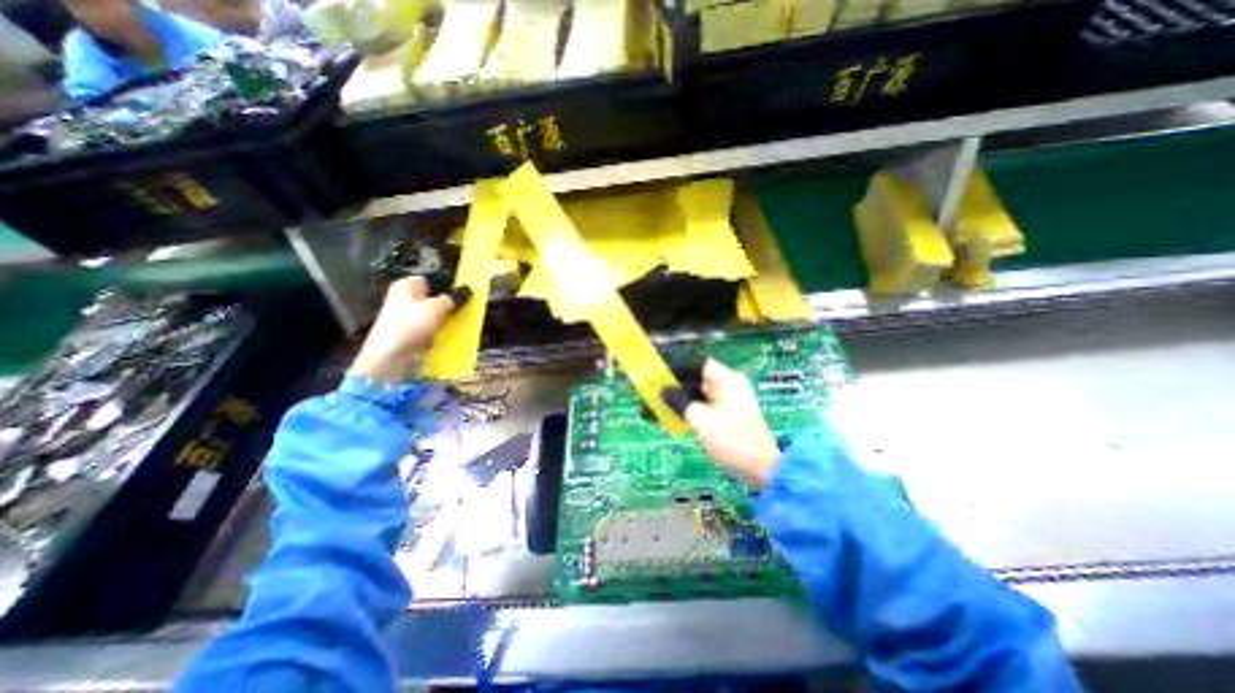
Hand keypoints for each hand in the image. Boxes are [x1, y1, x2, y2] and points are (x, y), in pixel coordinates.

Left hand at [349, 275, 471, 383]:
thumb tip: (467, 290)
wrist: (389, 356)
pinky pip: (429, 328)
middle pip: (433, 297)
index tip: (467, 291)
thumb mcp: (438, 307)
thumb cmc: (411, 324)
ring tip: (462, 321)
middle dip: (449, 302)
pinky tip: (449, 335)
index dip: (449, 283)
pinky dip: (439, 331)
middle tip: (467, 306)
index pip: (433, 278)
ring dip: (446, 318)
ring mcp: (405, 316)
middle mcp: (404, 297)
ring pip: (433, 313)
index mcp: (407, 285)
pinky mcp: (408, 333)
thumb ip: (454, 298)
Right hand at [660, 359, 774, 485]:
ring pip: (697, 394)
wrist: (760, 469)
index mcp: (727, 379)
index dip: (676, 365)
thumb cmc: (731, 438)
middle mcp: (728, 386)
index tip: (657, 371)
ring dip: (679, 398)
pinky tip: (670, 415)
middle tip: (653, 389)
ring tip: (656, 403)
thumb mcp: (700, 419)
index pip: (697, 363)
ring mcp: (728, 401)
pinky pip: (702, 406)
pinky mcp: (726, 415)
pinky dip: (688, 409)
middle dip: (674, 385)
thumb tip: (662, 391)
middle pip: (696, 378)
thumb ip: (679, 401)